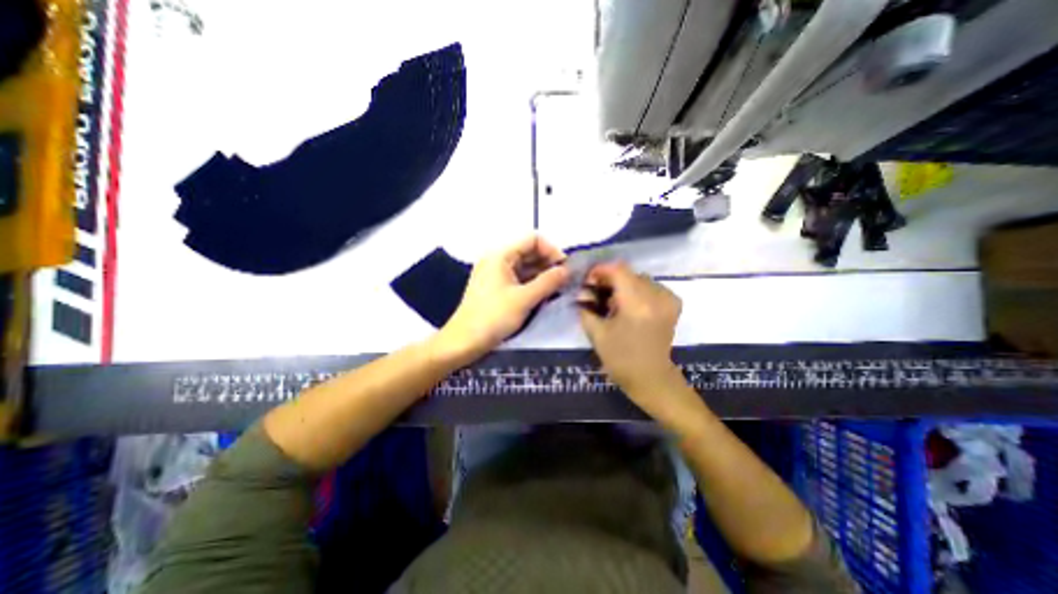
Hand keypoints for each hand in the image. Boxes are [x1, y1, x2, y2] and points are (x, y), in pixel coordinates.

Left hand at [438, 238, 570, 360]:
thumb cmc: (493, 317)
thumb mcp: (524, 299)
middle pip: (529, 252)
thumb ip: (548, 282)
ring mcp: (495, 274)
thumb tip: (567, 270)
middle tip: (565, 281)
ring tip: (558, 289)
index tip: (565, 269)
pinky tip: (544, 295)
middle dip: (549, 264)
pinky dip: (532, 284)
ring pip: (525, 267)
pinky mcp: (495, 288)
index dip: (552, 251)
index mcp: (500, 255)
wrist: (464, 342)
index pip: (533, 240)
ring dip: (542, 275)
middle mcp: (497, 260)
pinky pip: (518, 279)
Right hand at [579, 261, 686, 403]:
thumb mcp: (596, 334)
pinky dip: (637, 290)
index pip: (618, 270)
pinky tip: (630, 305)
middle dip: (609, 280)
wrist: (651, 378)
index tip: (588, 281)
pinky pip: (651, 287)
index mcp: (636, 304)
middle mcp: (656, 296)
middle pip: (628, 273)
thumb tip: (583, 293)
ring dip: (623, 285)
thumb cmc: (620, 359)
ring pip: (639, 279)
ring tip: (613, 301)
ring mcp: (668, 299)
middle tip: (596, 293)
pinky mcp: (673, 304)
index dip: (600, 271)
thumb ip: (586, 308)